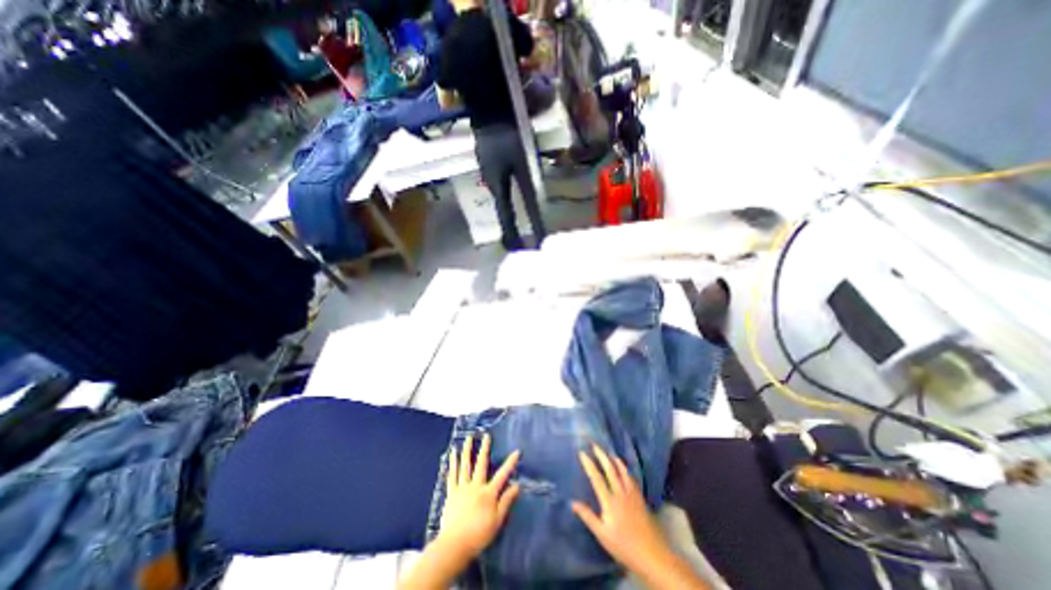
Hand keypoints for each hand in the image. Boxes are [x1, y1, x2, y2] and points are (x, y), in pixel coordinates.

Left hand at [435, 434, 520, 561]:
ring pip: (465, 465)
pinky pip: (452, 474)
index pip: (502, 475)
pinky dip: (453, 463)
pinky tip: (452, 454)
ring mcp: (462, 488)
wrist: (454, 545)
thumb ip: (506, 501)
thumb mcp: (497, 521)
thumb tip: (517, 485)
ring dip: (467, 450)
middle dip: (485, 448)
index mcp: (488, 493)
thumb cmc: (479, 535)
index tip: (517, 451)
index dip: (510, 463)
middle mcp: (476, 486)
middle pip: (481, 464)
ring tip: (468, 438)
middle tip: (486, 435)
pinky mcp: (451, 492)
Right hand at [575, 445, 673, 574]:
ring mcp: (632, 494)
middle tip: (594, 445)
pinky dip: (625, 469)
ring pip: (622, 471)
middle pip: (610, 469)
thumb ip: (588, 516)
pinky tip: (624, 468)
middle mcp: (621, 493)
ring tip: (608, 452)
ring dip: (614, 460)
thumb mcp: (602, 534)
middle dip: (602, 456)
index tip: (582, 453)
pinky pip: (631, 478)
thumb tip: (573, 502)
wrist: (652, 554)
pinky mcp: (640, 498)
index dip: (589, 464)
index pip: (597, 478)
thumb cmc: (624, 546)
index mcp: (609, 501)